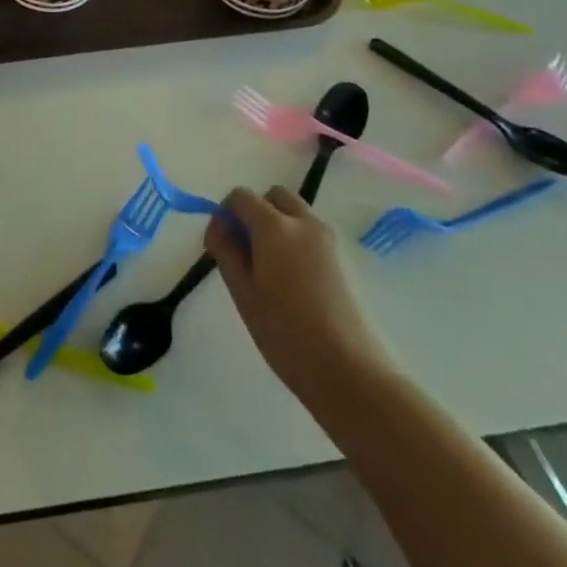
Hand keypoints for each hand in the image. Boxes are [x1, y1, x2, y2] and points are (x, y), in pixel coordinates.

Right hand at [204, 187, 393, 399]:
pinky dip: (294, 240)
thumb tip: (220, 228)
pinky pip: (310, 233)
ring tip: (267, 268)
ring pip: (294, 213)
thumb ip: (226, 250)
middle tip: (244, 249)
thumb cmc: (284, 330)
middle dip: (254, 212)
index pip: (241, 196)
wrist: (348, 370)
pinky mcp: (342, 259)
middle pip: (273, 196)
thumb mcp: (242, 291)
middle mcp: (304, 222)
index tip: (219, 245)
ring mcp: (328, 240)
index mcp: (274, 226)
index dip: (224, 214)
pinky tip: (290, 281)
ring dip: (276, 224)